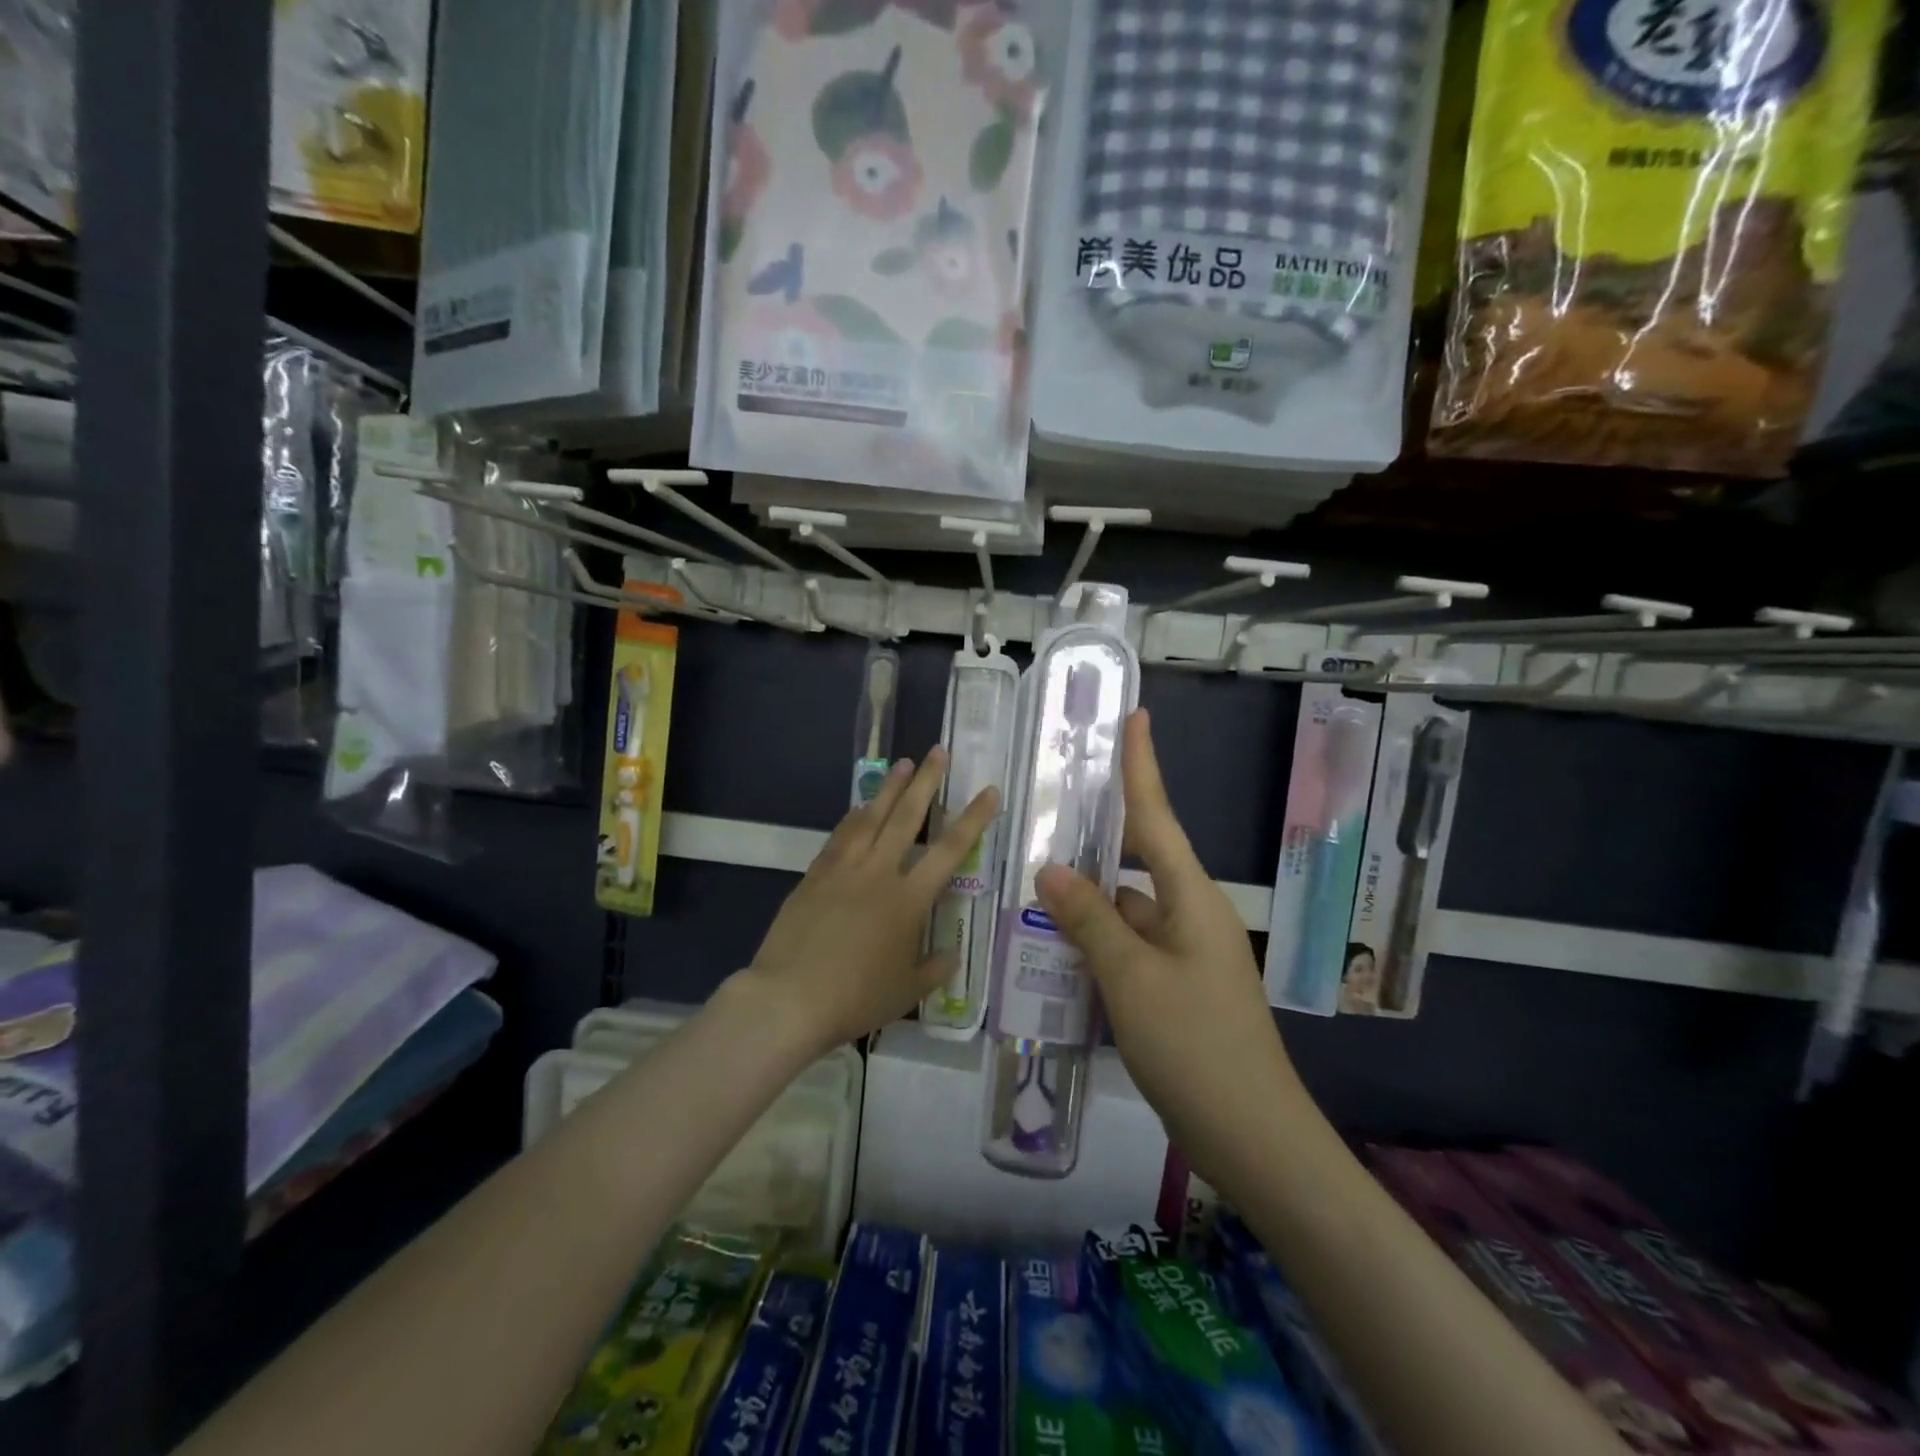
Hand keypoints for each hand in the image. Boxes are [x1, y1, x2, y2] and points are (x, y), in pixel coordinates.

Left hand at [739, 747, 998, 1056]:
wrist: (788, 998)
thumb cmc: (854, 998)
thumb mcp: (905, 992)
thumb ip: (933, 969)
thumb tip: (951, 956)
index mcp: (908, 900)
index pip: (950, 850)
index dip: (974, 818)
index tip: (988, 791)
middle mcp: (879, 873)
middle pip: (907, 818)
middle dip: (926, 782)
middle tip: (937, 751)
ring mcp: (843, 870)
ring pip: (871, 818)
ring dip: (889, 788)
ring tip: (902, 763)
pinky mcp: (815, 875)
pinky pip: (840, 836)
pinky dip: (853, 817)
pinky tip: (859, 806)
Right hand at [1035, 710, 1297, 1175]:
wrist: (1252, 1137)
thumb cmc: (1196, 1046)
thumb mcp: (1131, 979)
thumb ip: (1089, 921)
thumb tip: (1049, 870)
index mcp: (1190, 898)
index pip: (1157, 816)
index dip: (1142, 765)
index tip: (1135, 717)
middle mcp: (1188, 915)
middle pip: (1134, 861)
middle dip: (1093, 839)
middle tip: (1044, 814)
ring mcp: (1181, 954)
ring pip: (1123, 910)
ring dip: (1084, 903)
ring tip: (1026, 887)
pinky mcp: (1172, 989)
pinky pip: (1125, 948)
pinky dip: (1093, 943)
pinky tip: (1052, 950)